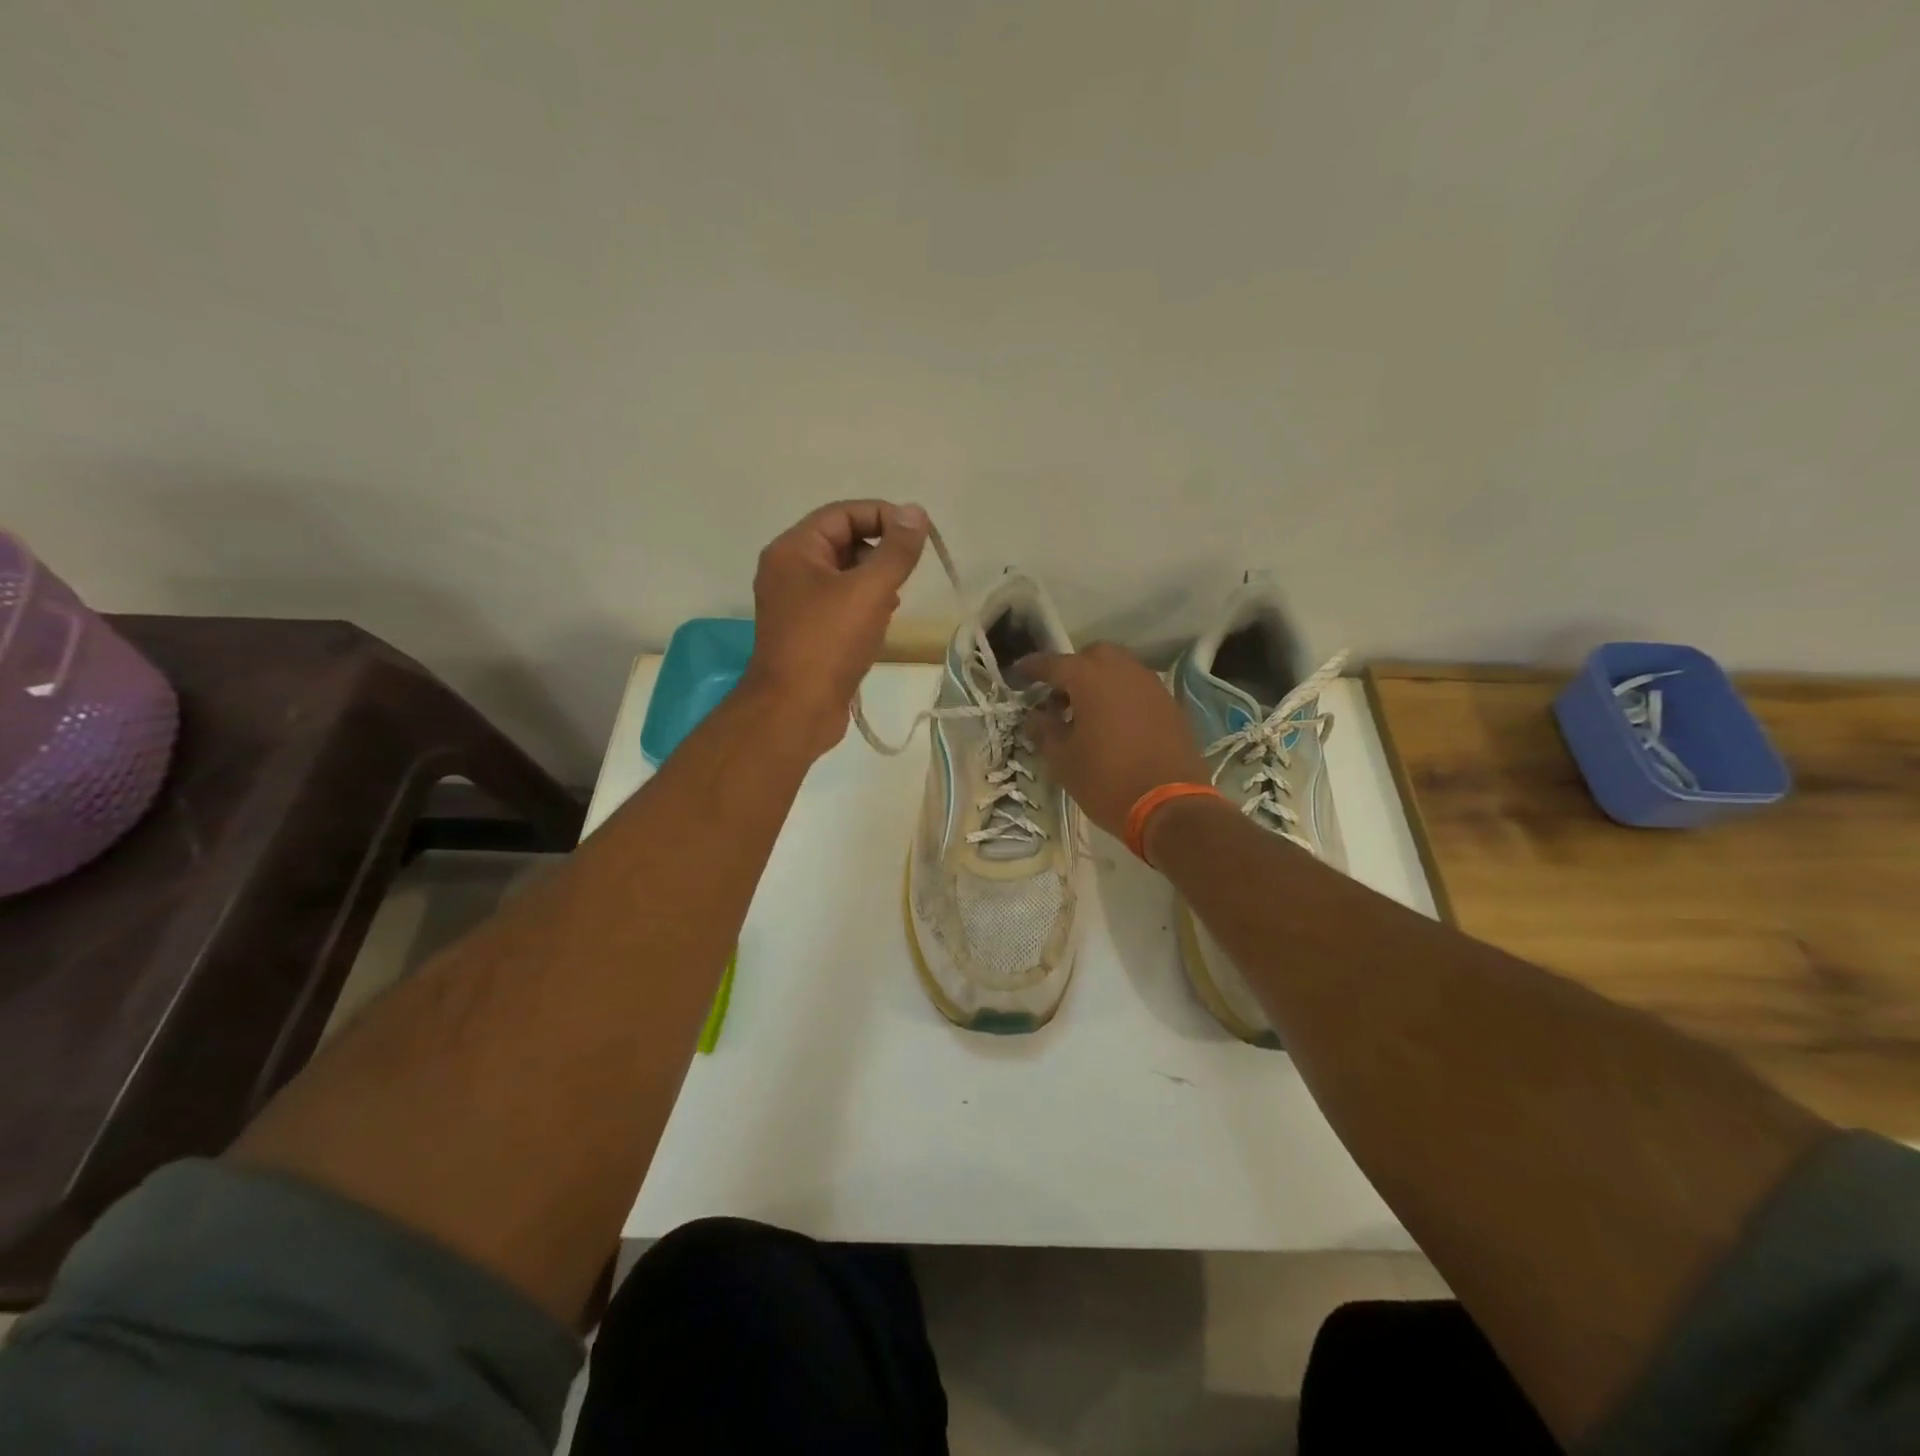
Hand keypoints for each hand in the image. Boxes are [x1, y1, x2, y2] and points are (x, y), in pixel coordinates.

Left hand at [745, 499, 929, 757]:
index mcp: (793, 550)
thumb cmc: (828, 643)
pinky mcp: (806, 632)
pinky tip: (880, 624)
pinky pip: (839, 604)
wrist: (794, 710)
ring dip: (874, 581)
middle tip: (907, 573)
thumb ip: (896, 550)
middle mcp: (788, 571)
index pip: (842, 513)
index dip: (883, 516)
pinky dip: (863, 606)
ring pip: (843, 575)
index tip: (918, 535)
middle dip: (879, 552)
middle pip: (842, 542)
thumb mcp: (869, 590)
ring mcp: (795, 604)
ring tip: (894, 602)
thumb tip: (915, 512)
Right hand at [1018, 643, 1211, 837]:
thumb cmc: (1107, 781)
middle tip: (1058, 697)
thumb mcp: (1063, 761)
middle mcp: (1123, 671)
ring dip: (1099, 681)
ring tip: (1086, 712)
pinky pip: (1138, 687)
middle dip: (1072, 669)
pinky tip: (1114, 723)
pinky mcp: (1170, 704)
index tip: (1018, 674)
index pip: (1053, 663)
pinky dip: (1121, 695)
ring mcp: (1151, 685)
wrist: (1171, 806)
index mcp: (1090, 679)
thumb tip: (1035, 716)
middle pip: (1092, 656)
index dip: (1032, 667)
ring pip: (1119, 668)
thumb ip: (1044, 730)